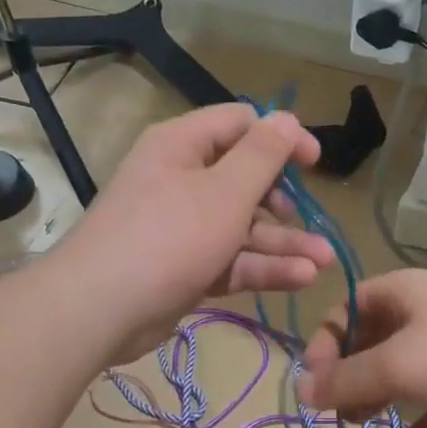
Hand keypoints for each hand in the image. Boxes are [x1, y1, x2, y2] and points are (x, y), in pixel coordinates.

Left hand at [58, 105, 335, 360]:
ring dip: (284, 243)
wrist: (101, 309)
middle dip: (285, 203)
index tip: (314, 162)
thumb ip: (262, 156)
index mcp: (184, 145)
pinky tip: (302, 278)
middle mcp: (182, 179)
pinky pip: (231, 259)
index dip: (281, 138)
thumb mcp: (225, 192)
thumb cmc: (169, 237)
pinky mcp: (187, 267)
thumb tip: (287, 118)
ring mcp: (184, 227)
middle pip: (245, 181)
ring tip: (324, 261)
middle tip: (311, 220)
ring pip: (243, 227)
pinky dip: (262, 267)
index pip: (241, 125)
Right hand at [298, 270, 426, 427]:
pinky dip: (421, 421)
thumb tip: (301, 390)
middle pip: (372, 343)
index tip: (315, 386)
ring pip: (403, 373)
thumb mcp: (400, 364)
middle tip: (337, 414)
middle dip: (350, 378)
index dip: (324, 344)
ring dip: (380, 399)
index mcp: (402, 294)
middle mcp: (424, 314)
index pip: (346, 310)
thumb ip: (348, 379)